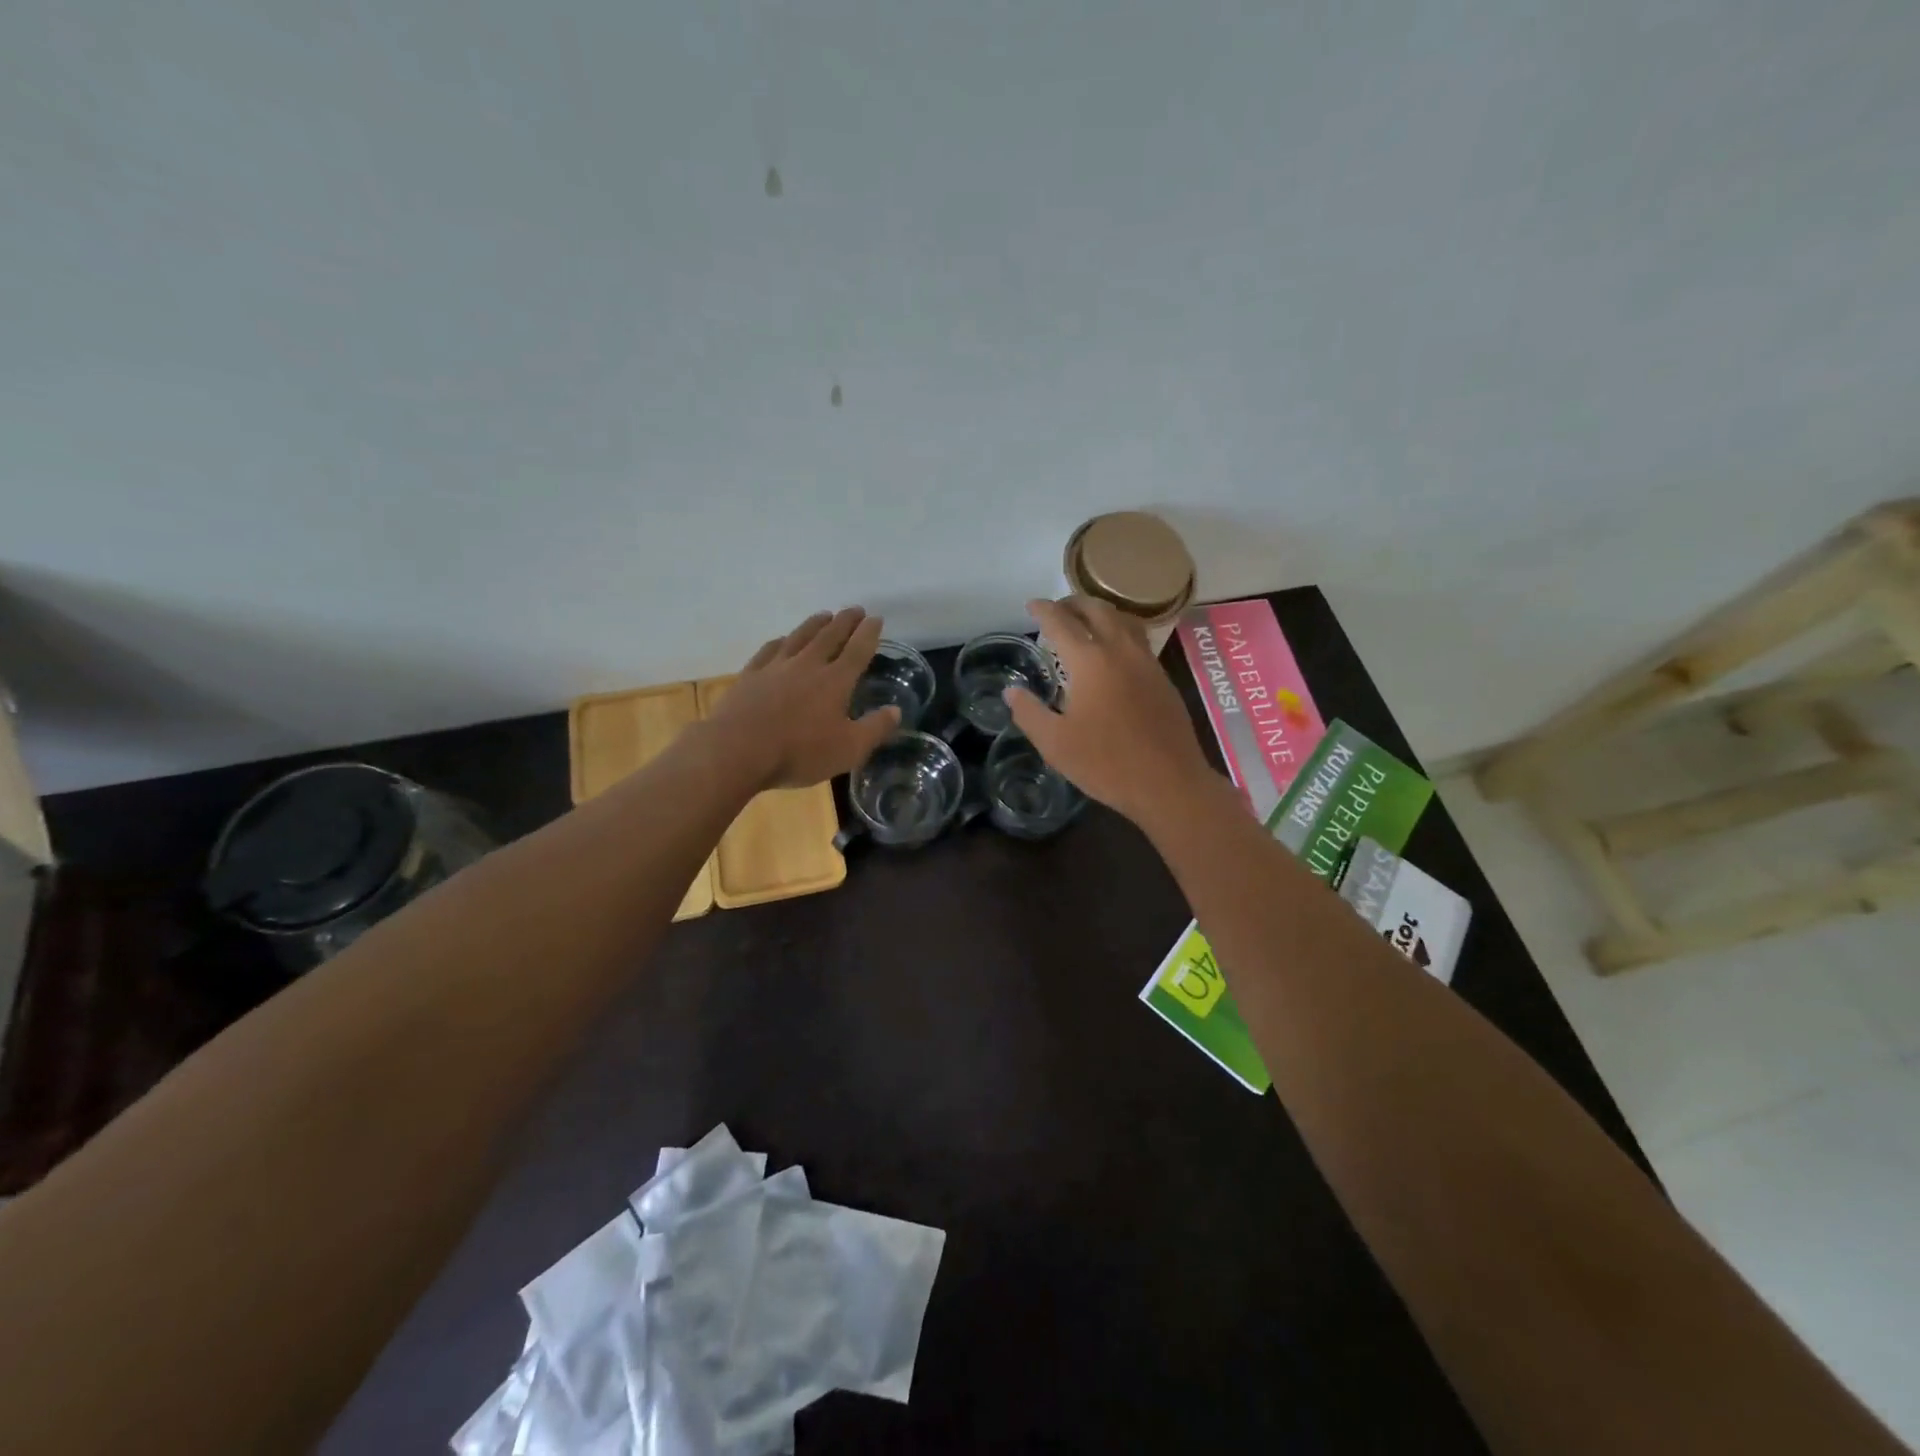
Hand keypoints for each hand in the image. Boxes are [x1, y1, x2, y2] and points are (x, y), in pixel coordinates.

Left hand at [705, 607, 899, 789]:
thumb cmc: (799, 752)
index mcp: (835, 681)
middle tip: (854, 609)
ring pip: (799, 637)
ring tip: (824, 615)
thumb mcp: (848, 749)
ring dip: (814, 624)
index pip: (857, 650)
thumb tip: (896, 711)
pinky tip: (781, 639)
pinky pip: (769, 650)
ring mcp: (775, 667)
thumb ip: (875, 729)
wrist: (737, 751)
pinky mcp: (750, 675)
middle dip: (844, 621)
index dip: (868, 633)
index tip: (876, 619)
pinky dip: (780, 641)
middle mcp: (807, 665)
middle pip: (829, 636)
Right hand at [1004, 597, 1217, 827]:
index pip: (1061, 622)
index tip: (1031, 605)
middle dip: (1074, 603)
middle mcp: (1120, 651)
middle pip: (1097, 610)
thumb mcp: (1055, 743)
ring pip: (1123, 620)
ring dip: (1101, 612)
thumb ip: (1029, 712)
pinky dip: (1120, 631)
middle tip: (1058, 609)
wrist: (1169, 782)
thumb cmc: (1106, 763)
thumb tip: (1011, 692)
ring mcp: (1147, 662)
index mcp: (1090, 661)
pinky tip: (1114, 652)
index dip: (1043, 610)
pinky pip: (1138, 639)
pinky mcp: (1162, 678)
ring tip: (1086, 621)